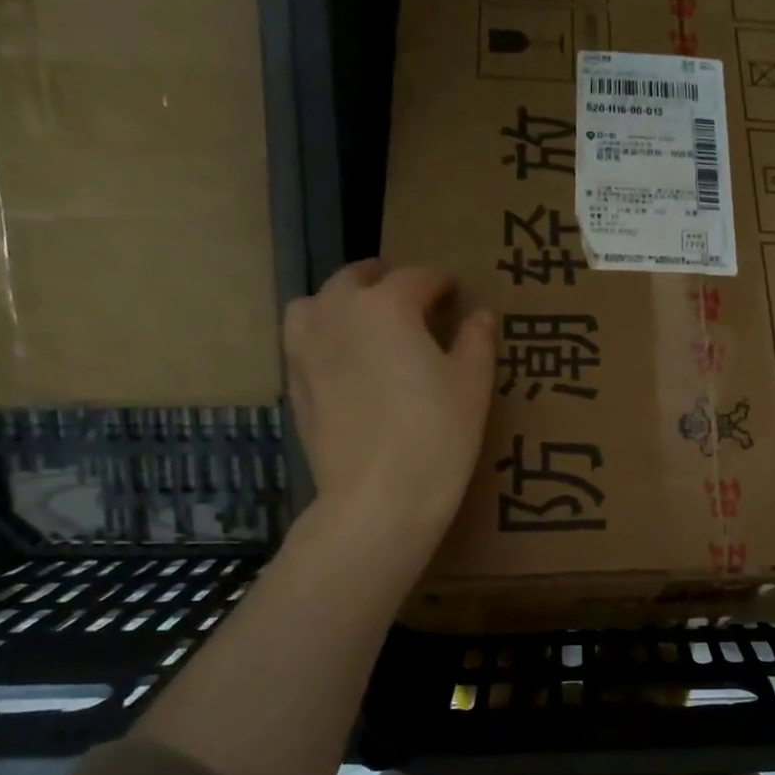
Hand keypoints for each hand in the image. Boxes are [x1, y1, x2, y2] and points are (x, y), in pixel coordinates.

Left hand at [282, 259, 495, 546]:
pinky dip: (324, 335)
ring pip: (318, 303)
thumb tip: (480, 315)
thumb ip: (476, 340)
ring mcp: (307, 347)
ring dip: (343, 301)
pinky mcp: (294, 382)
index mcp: (387, 305)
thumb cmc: (436, 435)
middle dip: (386, 279)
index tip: (454, 292)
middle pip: (357, 278)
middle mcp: (338, 313)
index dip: (440, 282)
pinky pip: (303, 340)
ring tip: (366, 320)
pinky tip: (345, 359)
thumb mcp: (472, 384)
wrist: (378, 497)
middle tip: (411, 297)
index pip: (416, 277)